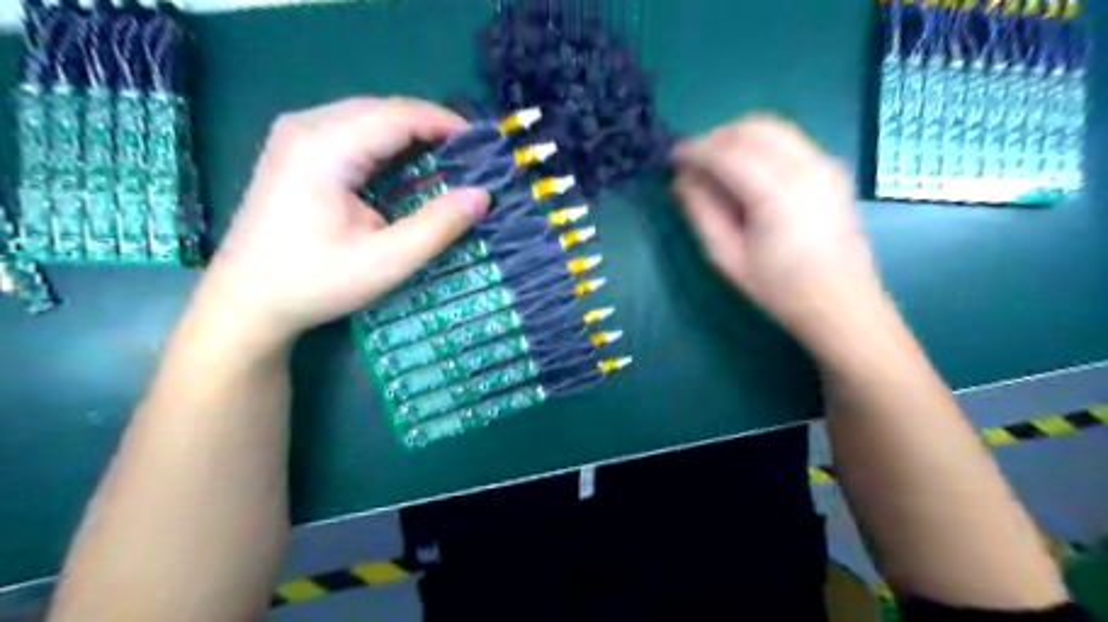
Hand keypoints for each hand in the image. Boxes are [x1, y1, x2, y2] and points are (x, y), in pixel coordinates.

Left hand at [190, 98, 486, 349]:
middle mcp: (307, 126)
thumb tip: (483, 196)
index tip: (485, 148)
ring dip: (412, 137)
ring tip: (449, 164)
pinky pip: (353, 132)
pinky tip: (409, 169)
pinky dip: (388, 146)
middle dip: (432, 130)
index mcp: (325, 147)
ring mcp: (296, 135)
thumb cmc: (315, 282)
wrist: (247, 301)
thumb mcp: (386, 261)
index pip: (400, 115)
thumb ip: (437, 226)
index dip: (447, 125)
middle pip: (384, 110)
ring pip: (370, 118)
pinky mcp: (296, 150)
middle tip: (471, 160)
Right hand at [676, 114, 884, 346]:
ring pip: (772, 127)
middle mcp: (806, 167)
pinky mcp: (831, 168)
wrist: (840, 304)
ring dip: (736, 137)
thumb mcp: (727, 257)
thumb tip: (680, 179)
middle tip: (691, 162)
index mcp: (778, 195)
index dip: (694, 150)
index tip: (670, 157)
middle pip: (752, 129)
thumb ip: (701, 212)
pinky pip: (789, 139)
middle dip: (714, 138)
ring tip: (714, 164)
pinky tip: (745, 170)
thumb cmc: (779, 289)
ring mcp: (825, 163)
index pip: (727, 153)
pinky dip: (759, 143)